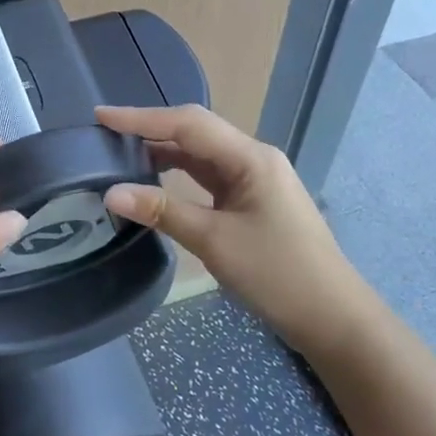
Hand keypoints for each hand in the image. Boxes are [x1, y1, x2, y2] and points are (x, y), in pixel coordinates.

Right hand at [97, 105, 379, 359]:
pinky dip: (179, 173)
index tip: (101, 116)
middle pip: (195, 132)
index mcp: (250, 158)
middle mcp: (254, 158)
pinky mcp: (253, 200)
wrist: (335, 320)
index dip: (141, 118)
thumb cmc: (278, 275)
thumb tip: (111, 193)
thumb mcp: (214, 242)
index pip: (188, 124)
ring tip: (121, 153)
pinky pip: (209, 176)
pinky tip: (155, 179)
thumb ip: (162, 211)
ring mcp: (256, 179)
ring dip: (163, 151)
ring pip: (201, 154)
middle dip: (150, 129)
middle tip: (105, 134)